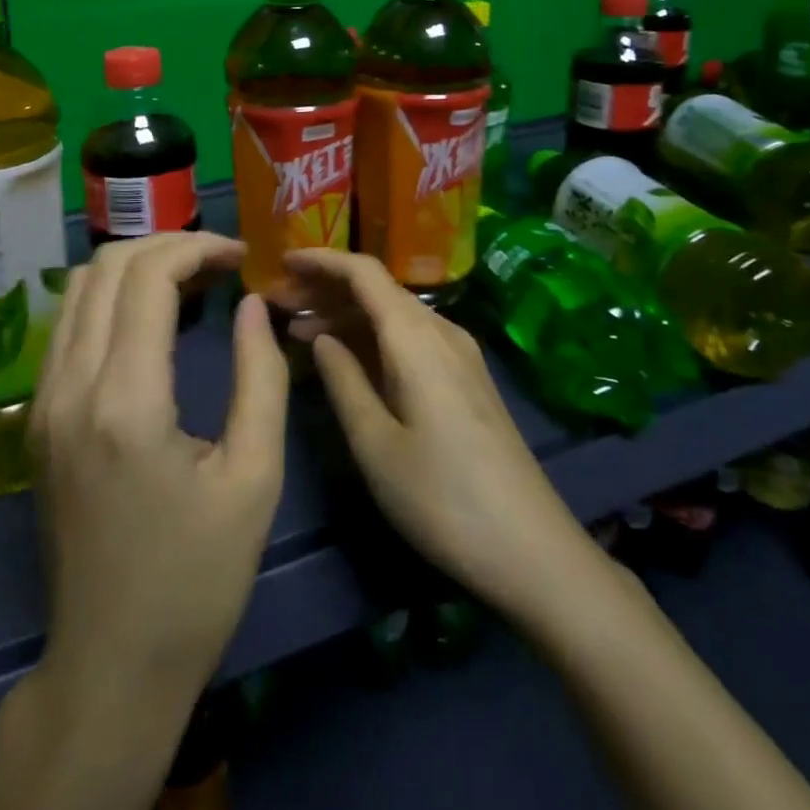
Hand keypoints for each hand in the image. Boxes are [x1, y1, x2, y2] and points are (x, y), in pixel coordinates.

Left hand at [28, 232, 289, 704]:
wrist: (111, 665)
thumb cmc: (197, 580)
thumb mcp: (254, 479)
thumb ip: (261, 378)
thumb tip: (251, 304)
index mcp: (126, 402)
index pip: (147, 276)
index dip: (198, 247)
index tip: (242, 256)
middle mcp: (71, 387)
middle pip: (106, 266)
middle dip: (168, 245)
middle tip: (220, 262)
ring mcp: (44, 401)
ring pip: (78, 288)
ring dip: (136, 266)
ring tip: (191, 281)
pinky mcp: (38, 418)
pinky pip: (69, 325)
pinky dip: (111, 298)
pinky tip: (152, 319)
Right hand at [285, 248, 605, 627]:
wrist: (532, 549)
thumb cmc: (441, 498)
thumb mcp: (375, 444)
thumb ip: (343, 380)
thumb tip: (321, 336)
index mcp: (415, 337)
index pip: (363, 272)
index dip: (321, 260)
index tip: (281, 261)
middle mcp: (440, 331)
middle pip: (378, 289)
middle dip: (326, 289)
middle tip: (278, 303)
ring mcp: (459, 353)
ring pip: (393, 314)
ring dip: (346, 315)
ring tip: (298, 331)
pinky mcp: (466, 378)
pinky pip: (411, 338)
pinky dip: (372, 337)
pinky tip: (347, 358)